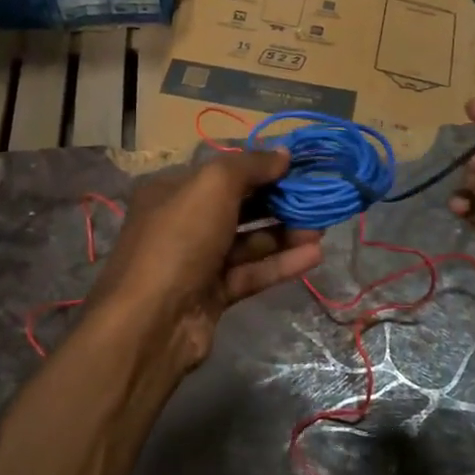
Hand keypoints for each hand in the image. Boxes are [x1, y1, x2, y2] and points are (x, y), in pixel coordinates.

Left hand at [85, 149, 323, 377]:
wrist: (152, 322)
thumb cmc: (179, 239)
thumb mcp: (213, 186)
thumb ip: (250, 165)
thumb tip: (284, 153)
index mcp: (171, 190)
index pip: (222, 170)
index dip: (260, 165)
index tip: (300, 165)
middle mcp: (182, 222)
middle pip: (238, 205)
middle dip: (278, 200)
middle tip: (317, 197)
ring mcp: (196, 261)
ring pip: (247, 241)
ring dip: (284, 232)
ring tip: (322, 227)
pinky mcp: (212, 295)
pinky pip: (251, 273)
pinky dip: (280, 264)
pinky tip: (313, 256)